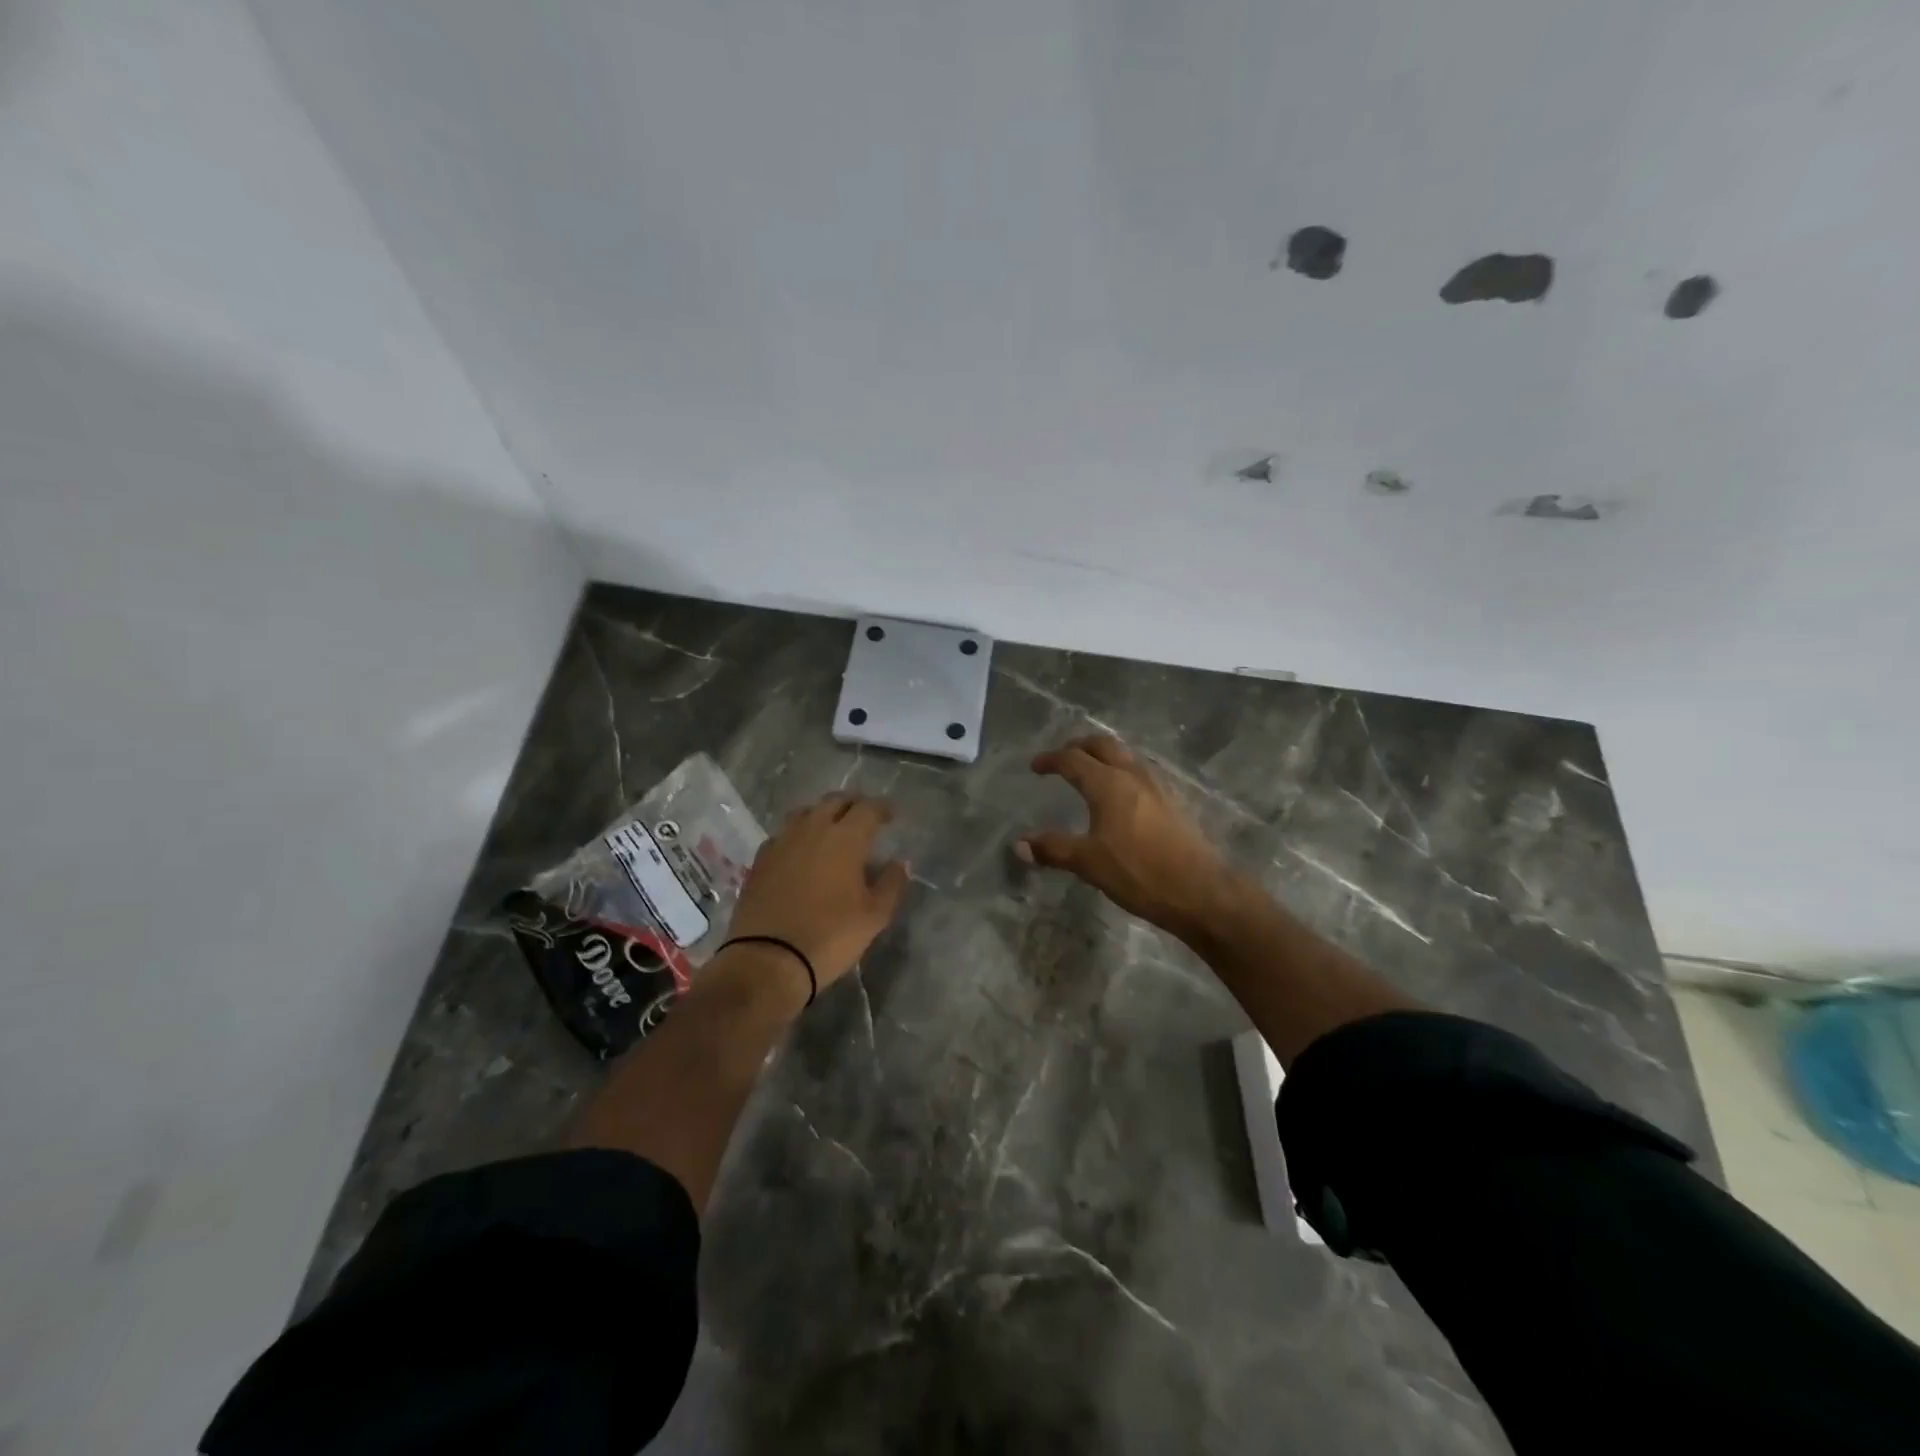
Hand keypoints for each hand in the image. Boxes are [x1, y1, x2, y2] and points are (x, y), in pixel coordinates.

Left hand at [726, 793, 909, 994]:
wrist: (768, 959)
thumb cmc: (830, 936)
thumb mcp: (874, 916)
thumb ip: (891, 884)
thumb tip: (900, 863)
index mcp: (845, 838)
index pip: (867, 808)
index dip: (881, 808)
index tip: (890, 816)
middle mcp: (812, 830)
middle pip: (834, 802)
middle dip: (852, 805)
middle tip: (863, 817)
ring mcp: (782, 842)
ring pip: (805, 813)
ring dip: (822, 814)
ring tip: (832, 829)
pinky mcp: (760, 860)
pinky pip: (783, 834)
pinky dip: (797, 835)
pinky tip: (800, 851)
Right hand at [1017, 735, 1232, 940]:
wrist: (1201, 890)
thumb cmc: (1139, 872)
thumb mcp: (1089, 863)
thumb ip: (1053, 849)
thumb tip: (1019, 844)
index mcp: (1108, 784)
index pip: (1073, 760)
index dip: (1051, 760)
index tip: (1035, 766)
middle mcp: (1133, 775)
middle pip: (1103, 745)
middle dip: (1079, 746)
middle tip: (1063, 757)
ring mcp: (1158, 787)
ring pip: (1126, 756)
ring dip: (1104, 756)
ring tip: (1090, 770)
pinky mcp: (1174, 802)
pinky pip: (1141, 773)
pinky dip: (1122, 771)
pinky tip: (1122, 795)